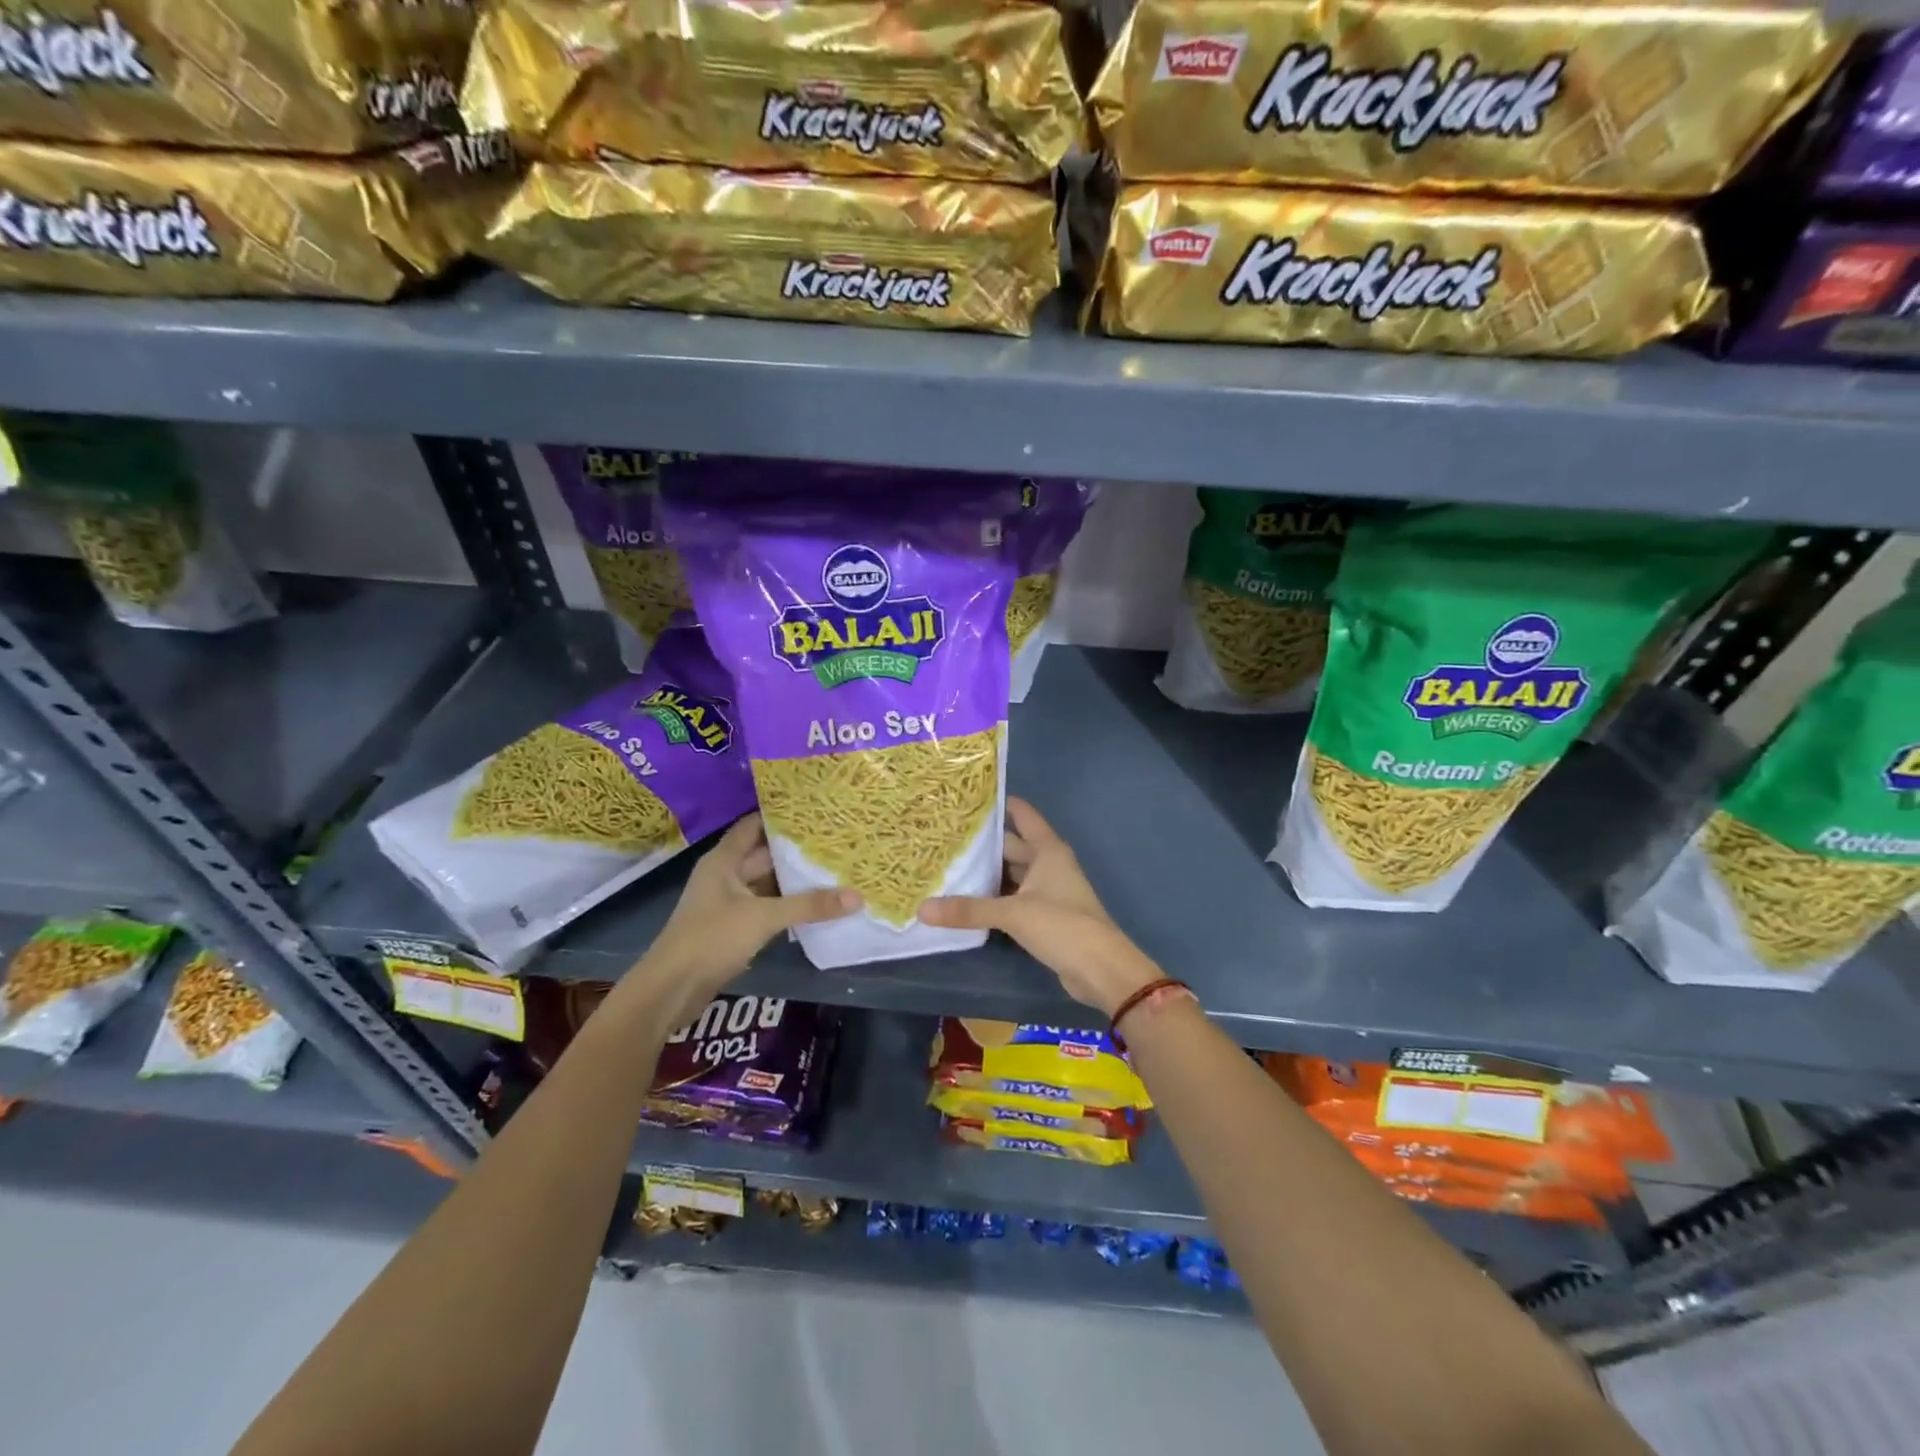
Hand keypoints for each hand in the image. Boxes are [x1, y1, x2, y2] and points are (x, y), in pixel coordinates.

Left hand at [626, 814, 858, 1029]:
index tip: (813, 810)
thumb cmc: (711, 938)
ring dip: (793, 880)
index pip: (754, 825)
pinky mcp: (733, 928)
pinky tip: (815, 905)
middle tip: (835, 840)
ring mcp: (728, 903)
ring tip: (833, 868)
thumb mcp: (763, 917)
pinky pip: (766, 907)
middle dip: (795, 849)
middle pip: (764, 854)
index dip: (780, 815)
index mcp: (724, 860)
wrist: (671, 988)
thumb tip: (858, 896)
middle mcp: (725, 875)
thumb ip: (809, 905)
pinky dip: (787, 905)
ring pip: (767, 883)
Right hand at [919, 798, 1160, 1016]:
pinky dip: (994, 897)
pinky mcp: (1044, 917)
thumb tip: (922, 909)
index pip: (1023, 816)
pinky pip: (1013, 898)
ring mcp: (1048, 891)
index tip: (969, 797)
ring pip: (1012, 874)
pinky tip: (968, 900)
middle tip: (946, 836)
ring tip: (949, 865)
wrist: (1101, 969)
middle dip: (983, 843)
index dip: (1000, 804)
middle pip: (1012, 846)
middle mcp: (1049, 865)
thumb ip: (969, 909)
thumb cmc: (1062, 926)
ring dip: (987, 873)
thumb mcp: (1013, 914)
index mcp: (1048, 851)